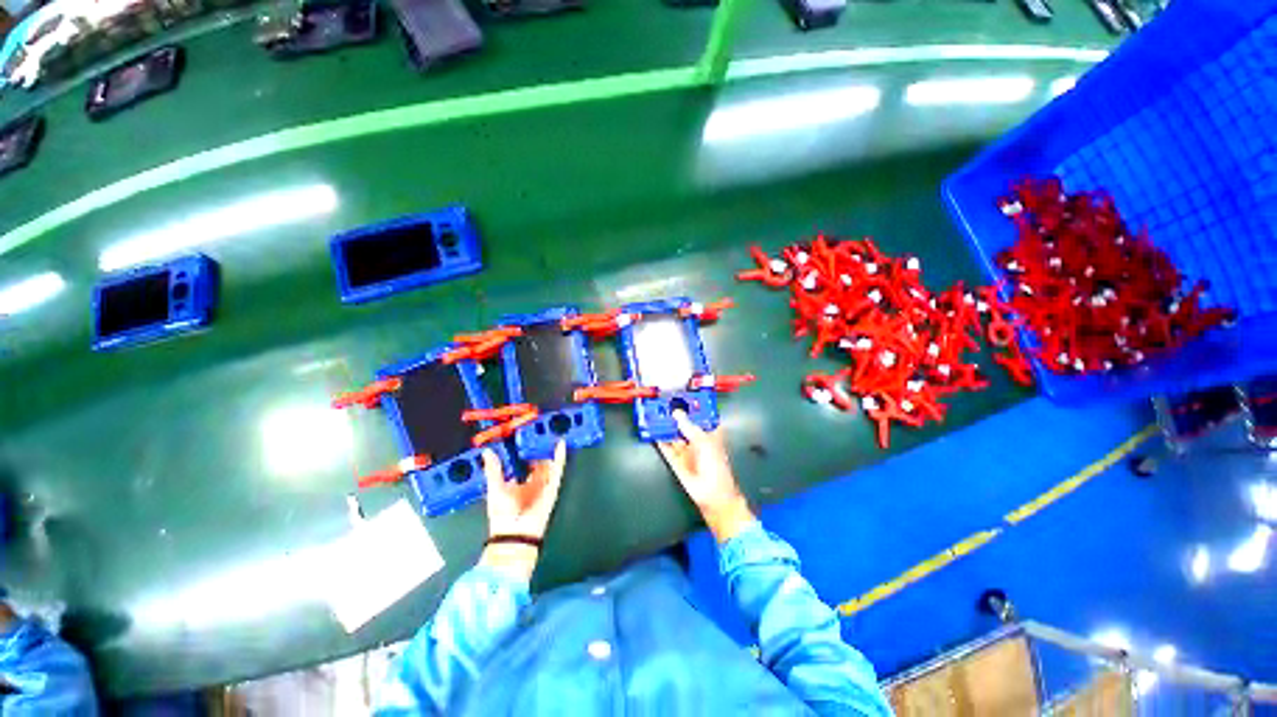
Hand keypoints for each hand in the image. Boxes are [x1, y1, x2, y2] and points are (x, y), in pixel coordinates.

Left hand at [480, 441, 565, 580]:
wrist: (515, 534)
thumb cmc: (502, 513)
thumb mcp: (495, 488)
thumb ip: (493, 469)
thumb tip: (487, 450)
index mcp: (518, 482)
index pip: (523, 461)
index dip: (524, 448)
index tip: (523, 434)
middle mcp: (532, 481)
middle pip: (538, 459)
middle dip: (539, 446)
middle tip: (539, 428)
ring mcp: (544, 483)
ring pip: (549, 461)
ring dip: (550, 448)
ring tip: (552, 430)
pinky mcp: (553, 486)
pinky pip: (558, 469)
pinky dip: (560, 457)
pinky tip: (560, 444)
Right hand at [656, 411, 754, 542]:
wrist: (712, 494)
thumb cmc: (714, 464)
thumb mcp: (703, 440)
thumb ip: (688, 426)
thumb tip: (676, 413)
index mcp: (709, 433)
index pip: (700, 416)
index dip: (691, 407)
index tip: (680, 396)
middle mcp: (697, 440)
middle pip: (684, 425)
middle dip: (674, 416)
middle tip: (662, 404)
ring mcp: (686, 451)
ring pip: (673, 435)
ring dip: (665, 427)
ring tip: (653, 415)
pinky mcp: (676, 461)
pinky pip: (666, 448)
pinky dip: (659, 440)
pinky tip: (652, 431)